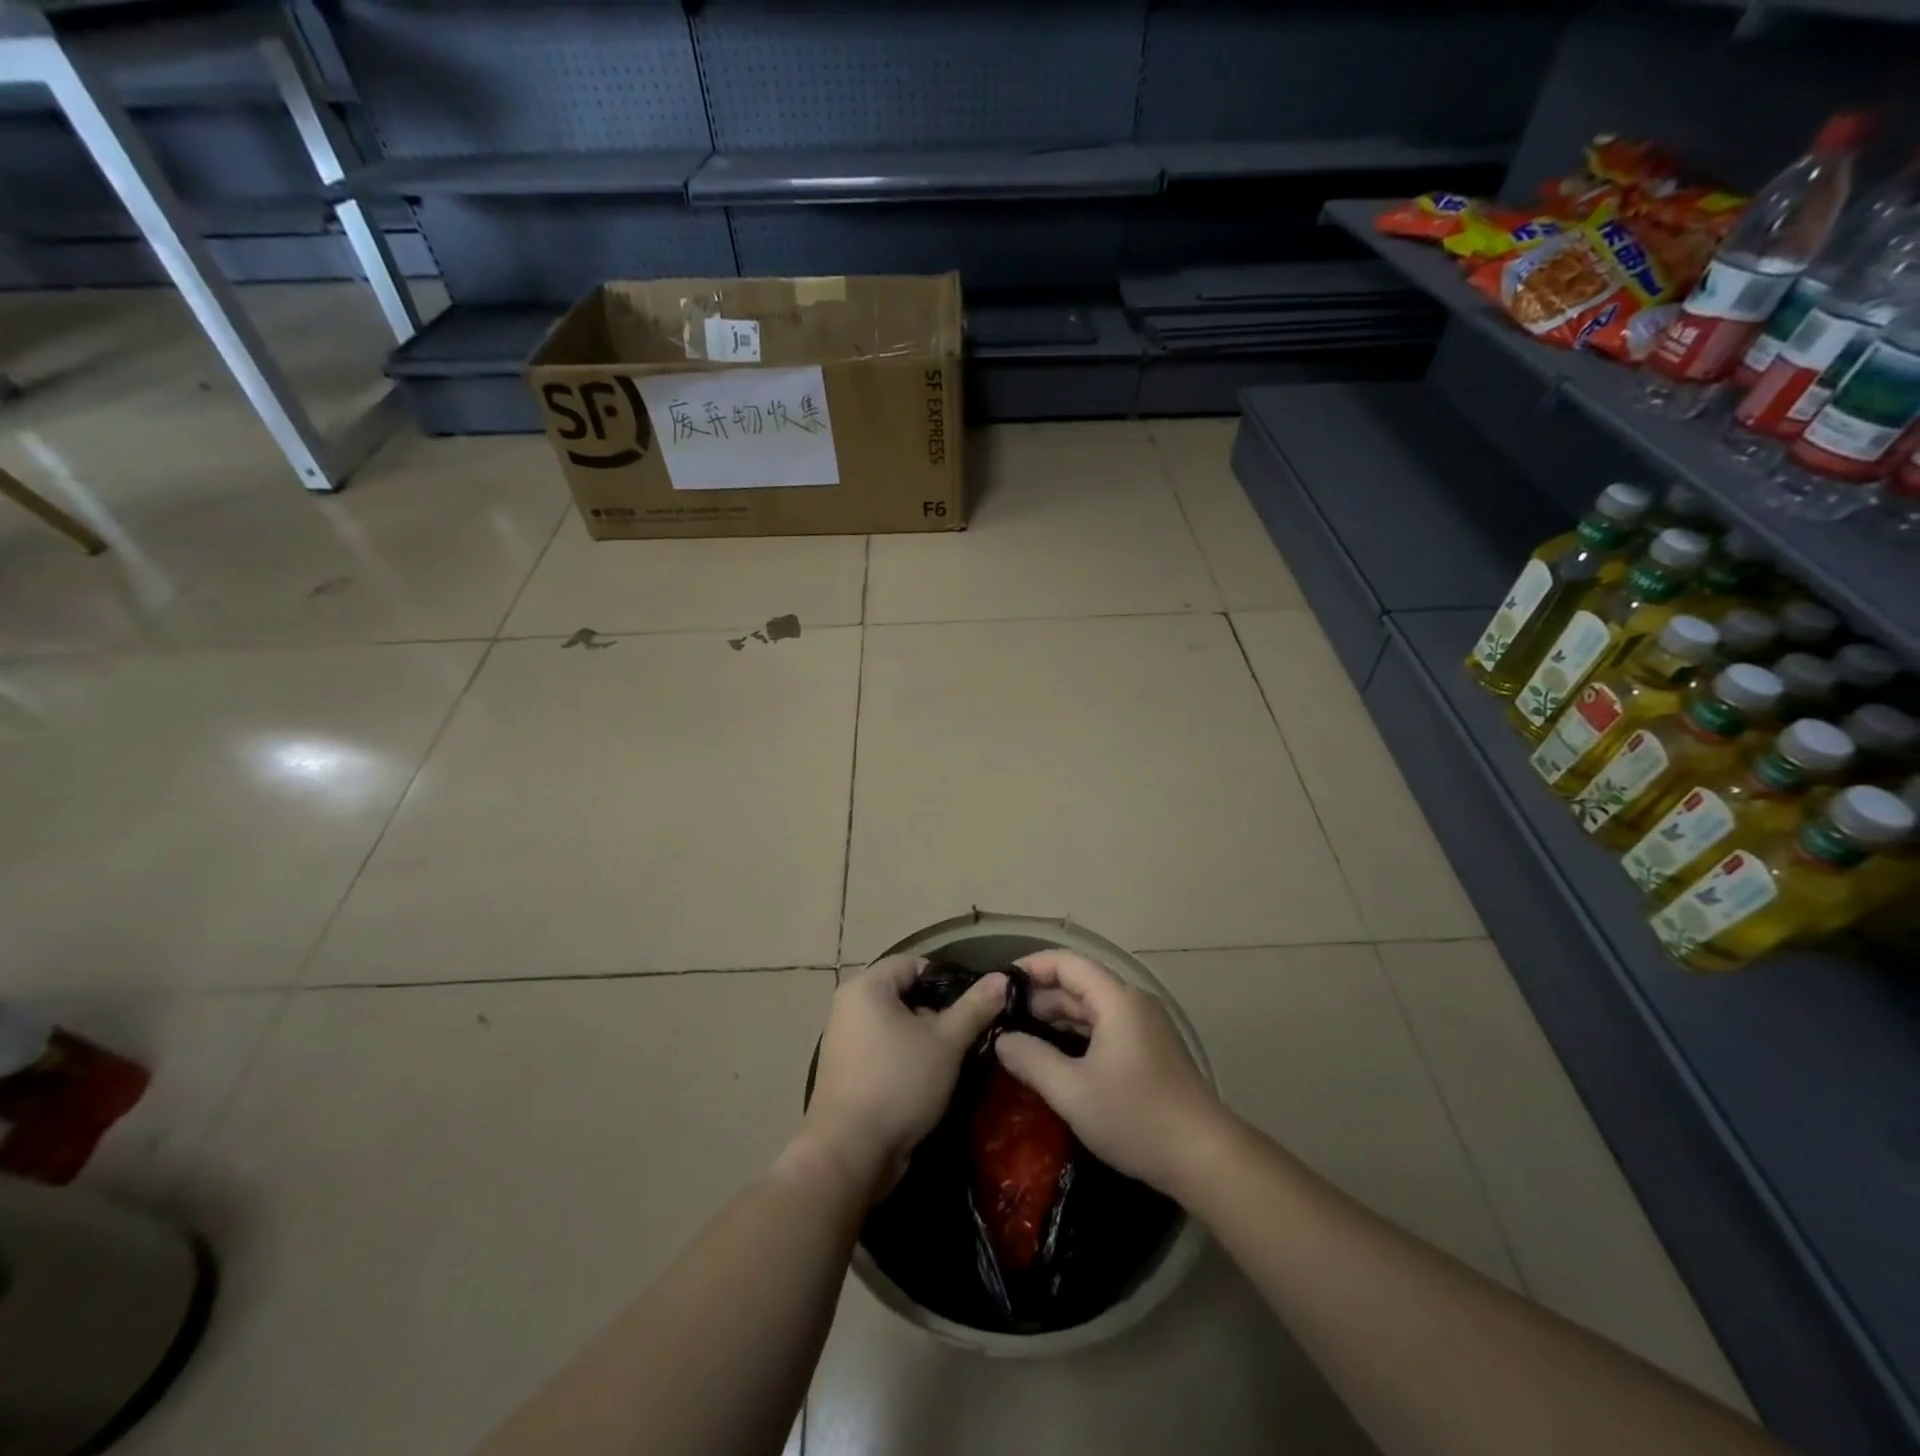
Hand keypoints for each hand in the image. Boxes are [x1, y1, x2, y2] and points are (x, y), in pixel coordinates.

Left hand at [798, 956, 1006, 1194]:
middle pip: (905, 994)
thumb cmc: (899, 1082)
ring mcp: (845, 1041)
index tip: (975, 1003)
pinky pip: (884, 1050)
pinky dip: (907, 1058)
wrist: (850, 1153)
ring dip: (926, 1038)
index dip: (948, 979)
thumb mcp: (946, 1042)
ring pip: (896, 1026)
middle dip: (939, 1012)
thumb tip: (1002, 978)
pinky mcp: (847, 1072)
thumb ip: (975, 1007)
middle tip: (969, 1033)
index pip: (914, 964)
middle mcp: (849, 1006)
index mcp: (866, 987)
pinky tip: (931, 1079)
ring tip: (955, 1057)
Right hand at [993, 950, 1223, 1195]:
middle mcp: (1132, 1004)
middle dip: (1040, 995)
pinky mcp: (1150, 1051)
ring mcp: (1145, 1027)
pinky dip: (1077, 1032)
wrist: (1205, 1158)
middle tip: (1002, 1015)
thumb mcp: (1072, 1092)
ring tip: (1021, 1034)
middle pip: (1080, 983)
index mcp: (1117, 1000)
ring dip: (1058, 1016)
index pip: (1068, 963)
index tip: (1000, 983)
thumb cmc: (1136, 1117)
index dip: (1033, 966)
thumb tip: (1002, 1040)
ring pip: (1092, 1007)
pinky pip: (1105, 1027)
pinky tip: (1055, 1055)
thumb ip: (1032, 1060)